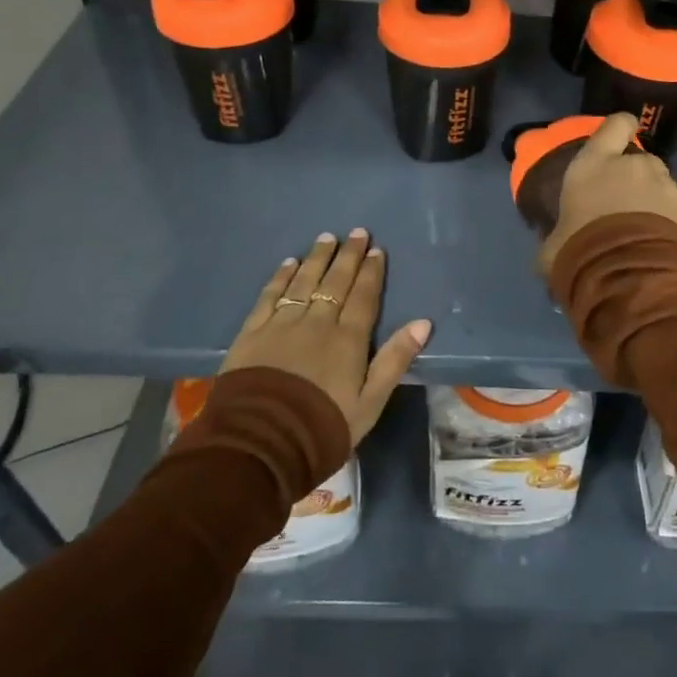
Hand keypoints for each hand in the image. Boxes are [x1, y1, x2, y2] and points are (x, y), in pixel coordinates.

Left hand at [221, 229, 429, 444]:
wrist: (260, 443)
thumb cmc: (323, 427)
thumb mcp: (370, 402)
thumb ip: (395, 360)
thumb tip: (424, 322)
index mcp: (348, 339)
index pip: (364, 297)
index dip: (371, 272)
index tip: (377, 250)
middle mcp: (317, 322)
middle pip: (335, 282)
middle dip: (348, 256)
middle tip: (357, 233)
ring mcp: (282, 324)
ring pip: (304, 282)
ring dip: (317, 258)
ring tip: (326, 238)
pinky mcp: (252, 332)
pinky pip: (270, 296)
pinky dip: (281, 277)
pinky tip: (289, 263)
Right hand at [537, 113, 676, 276]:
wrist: (629, 275)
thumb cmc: (580, 248)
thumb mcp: (554, 245)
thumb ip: (556, 237)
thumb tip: (552, 248)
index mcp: (595, 162)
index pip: (616, 124)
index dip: (621, 127)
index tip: (622, 135)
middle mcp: (634, 165)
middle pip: (640, 159)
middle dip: (635, 175)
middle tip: (623, 202)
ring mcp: (665, 186)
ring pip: (661, 183)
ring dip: (653, 198)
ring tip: (642, 226)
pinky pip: (675, 209)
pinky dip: (668, 221)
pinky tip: (656, 243)